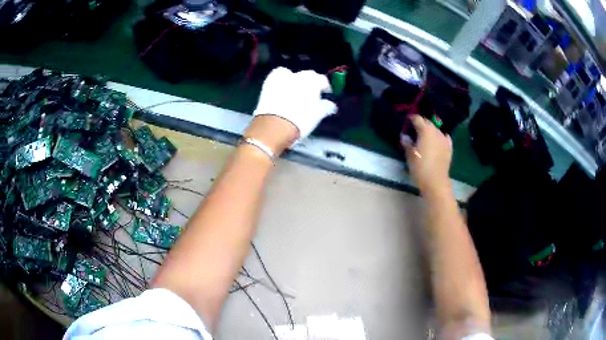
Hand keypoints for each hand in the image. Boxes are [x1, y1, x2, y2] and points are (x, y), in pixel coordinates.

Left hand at [252, 67, 336, 141]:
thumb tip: (330, 105)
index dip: (324, 87)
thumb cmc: (300, 121)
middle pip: (306, 76)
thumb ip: (325, 107)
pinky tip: (280, 92)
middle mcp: (297, 75)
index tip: (325, 95)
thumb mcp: (317, 115)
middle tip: (309, 96)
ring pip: (290, 75)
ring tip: (293, 94)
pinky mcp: (268, 83)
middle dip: (308, 84)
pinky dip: (279, 82)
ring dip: (293, 81)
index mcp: (313, 81)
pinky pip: (276, 78)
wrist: (274, 126)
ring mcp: (282, 77)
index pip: (322, 80)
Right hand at [403, 115, 452, 195]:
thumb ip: (407, 143)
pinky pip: (444, 138)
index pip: (417, 118)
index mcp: (425, 130)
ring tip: (424, 137)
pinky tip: (437, 141)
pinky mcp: (449, 148)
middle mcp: (436, 131)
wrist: (435, 181)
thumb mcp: (410, 155)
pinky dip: (439, 137)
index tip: (406, 122)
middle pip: (428, 122)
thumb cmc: (420, 167)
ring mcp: (444, 139)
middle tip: (414, 130)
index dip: (411, 119)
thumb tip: (405, 136)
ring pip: (436, 130)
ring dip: (430, 131)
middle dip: (421, 124)